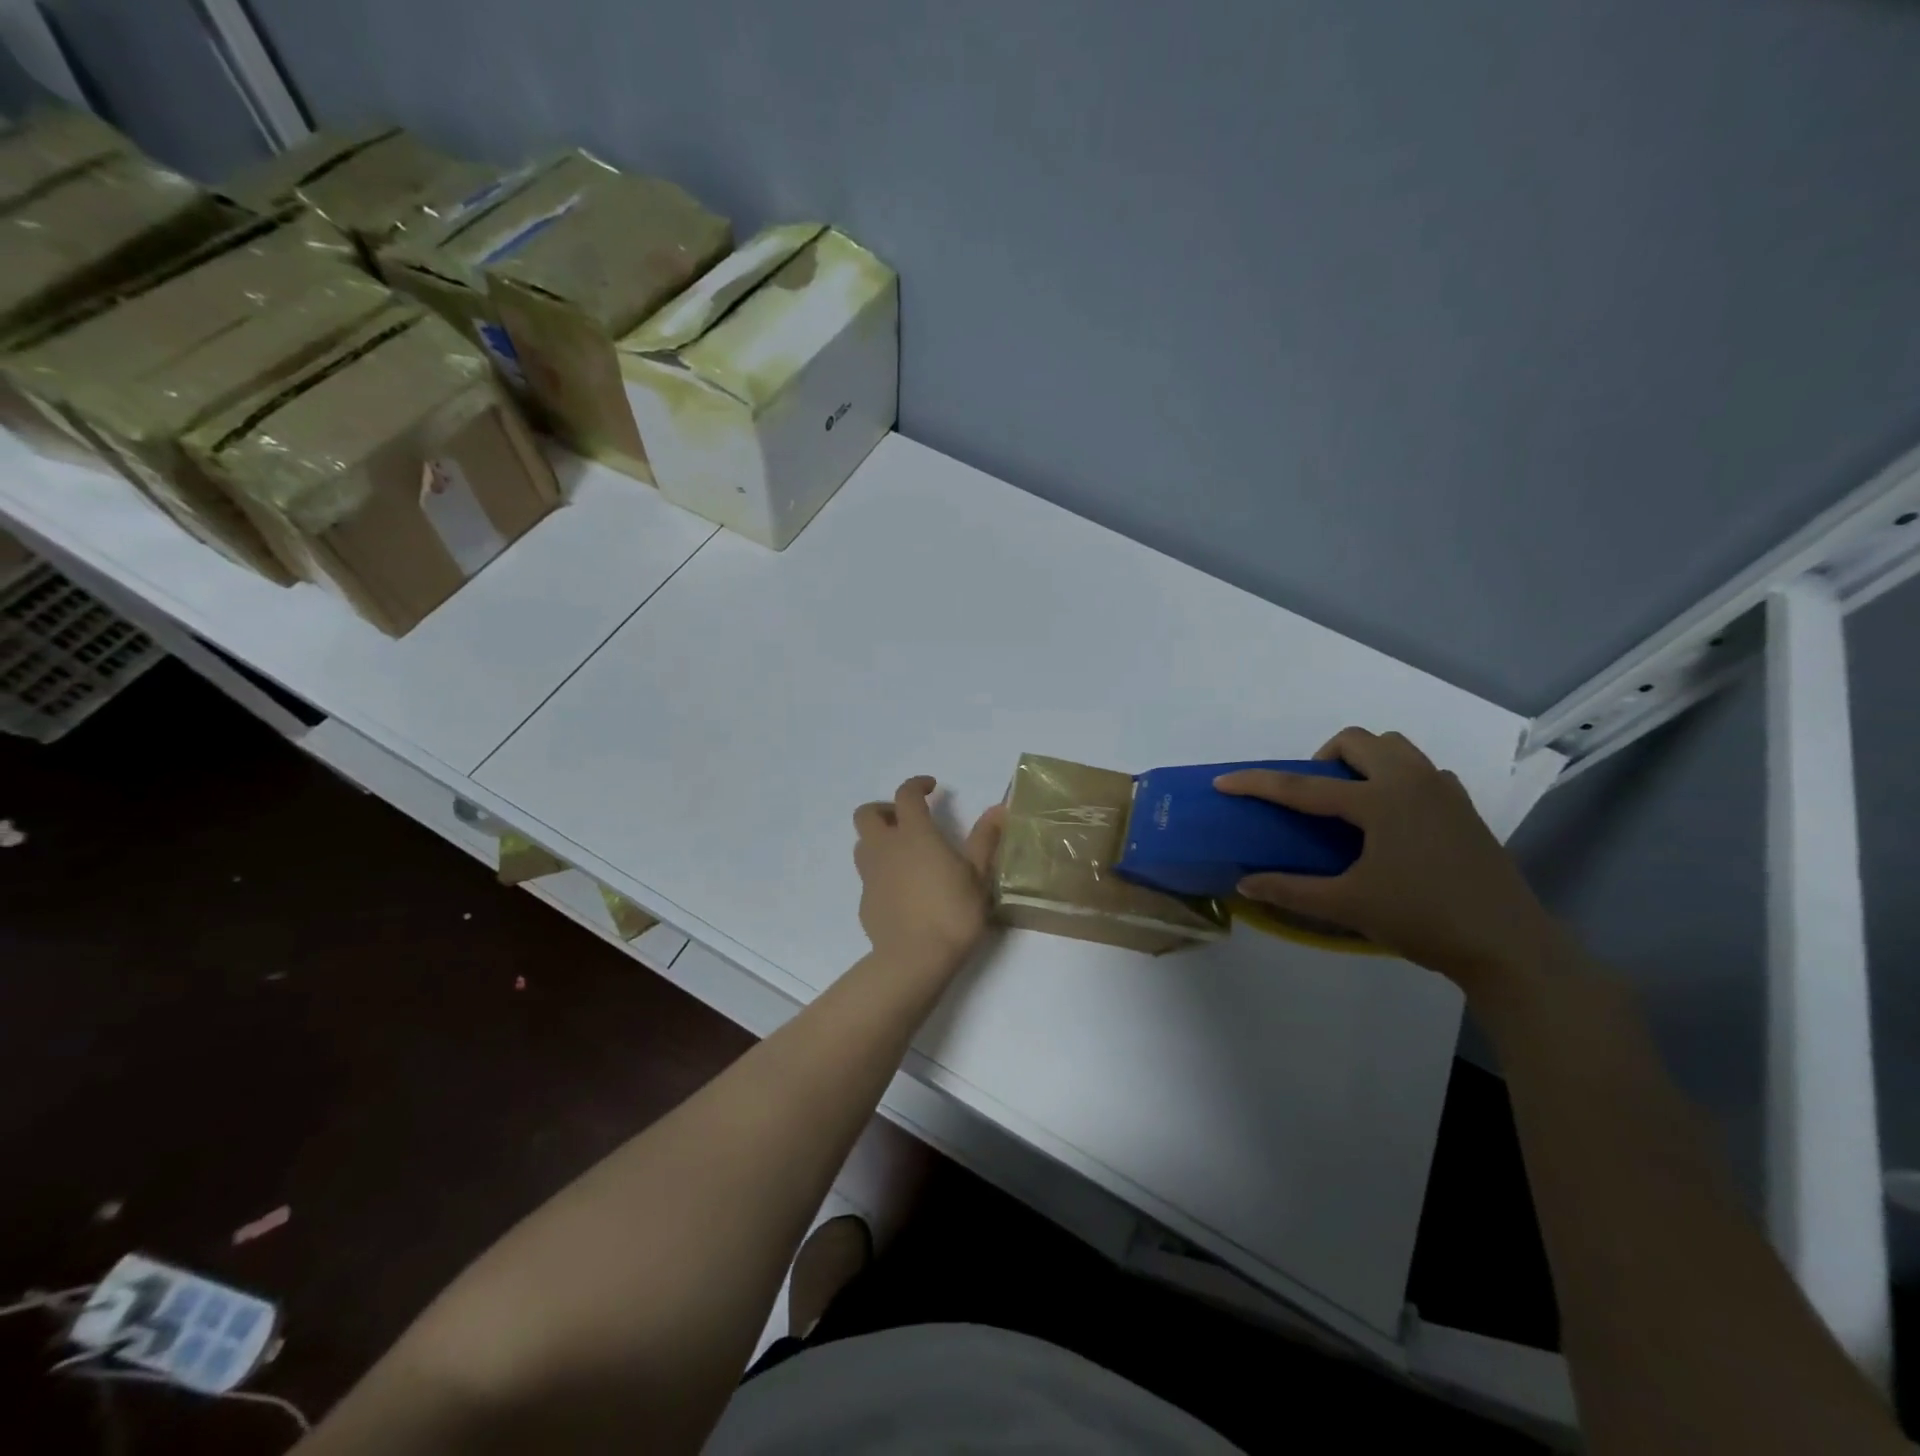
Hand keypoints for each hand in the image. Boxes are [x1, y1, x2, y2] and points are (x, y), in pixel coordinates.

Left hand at [853, 776, 1005, 974]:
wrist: (915, 959)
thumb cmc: (952, 912)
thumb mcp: (978, 875)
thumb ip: (985, 840)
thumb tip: (997, 809)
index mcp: (914, 834)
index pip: (906, 795)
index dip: (917, 785)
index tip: (931, 788)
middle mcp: (886, 848)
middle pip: (867, 813)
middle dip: (885, 809)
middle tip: (908, 820)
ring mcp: (870, 875)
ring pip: (862, 844)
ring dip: (878, 840)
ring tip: (904, 854)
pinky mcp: (865, 901)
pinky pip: (868, 876)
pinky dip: (881, 872)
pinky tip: (903, 890)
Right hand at [1215, 729, 1561, 992]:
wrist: (1508, 945)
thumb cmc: (1423, 919)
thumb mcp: (1348, 905)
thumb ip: (1291, 890)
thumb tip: (1246, 883)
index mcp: (1379, 801)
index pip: (1302, 786)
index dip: (1258, 783)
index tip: (1224, 781)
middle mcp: (1412, 782)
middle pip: (1358, 740)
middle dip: (1323, 757)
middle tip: (1312, 796)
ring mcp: (1444, 791)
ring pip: (1395, 747)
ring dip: (1363, 760)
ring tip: (1350, 801)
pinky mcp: (1464, 807)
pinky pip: (1422, 770)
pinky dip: (1396, 778)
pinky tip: (1392, 819)